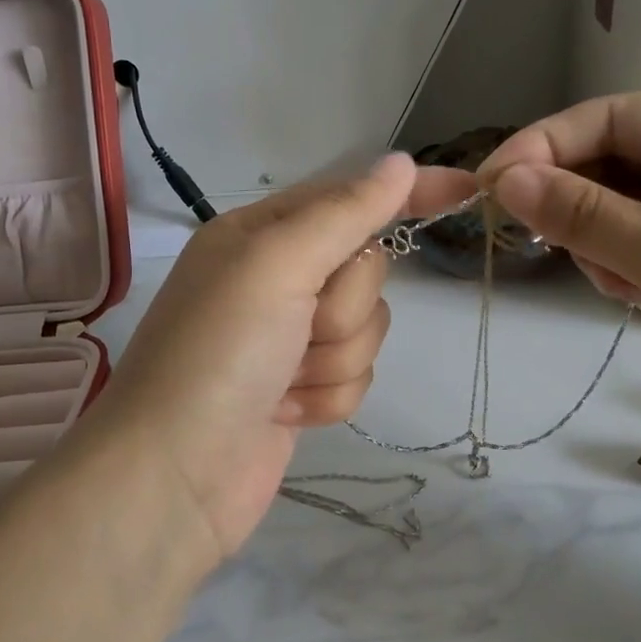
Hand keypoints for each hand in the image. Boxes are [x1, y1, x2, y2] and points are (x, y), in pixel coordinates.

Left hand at [78, 154, 473, 559]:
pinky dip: (327, 397)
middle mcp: (275, 279)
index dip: (408, 194)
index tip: (468, 190)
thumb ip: (345, 212)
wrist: (173, 479)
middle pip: (365, 271)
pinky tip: (285, 412)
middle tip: (299, 328)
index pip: (351, 198)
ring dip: (333, 359)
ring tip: (283, 381)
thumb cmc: (218, 354)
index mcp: (260, 234)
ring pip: (366, 328)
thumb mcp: (277, 264)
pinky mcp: (300, 390)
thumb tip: (401, 163)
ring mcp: (288, 338)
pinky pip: (354, 377)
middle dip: (343, 307)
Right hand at [479, 94, 640, 504]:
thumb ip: (581, 214)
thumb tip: (504, 179)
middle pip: (617, 160)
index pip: (616, 116)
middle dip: (580, 203)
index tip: (489, 183)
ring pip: (623, 207)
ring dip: (605, 243)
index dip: (546, 144)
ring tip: (628, 287)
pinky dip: (627, 266)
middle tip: (545, 244)